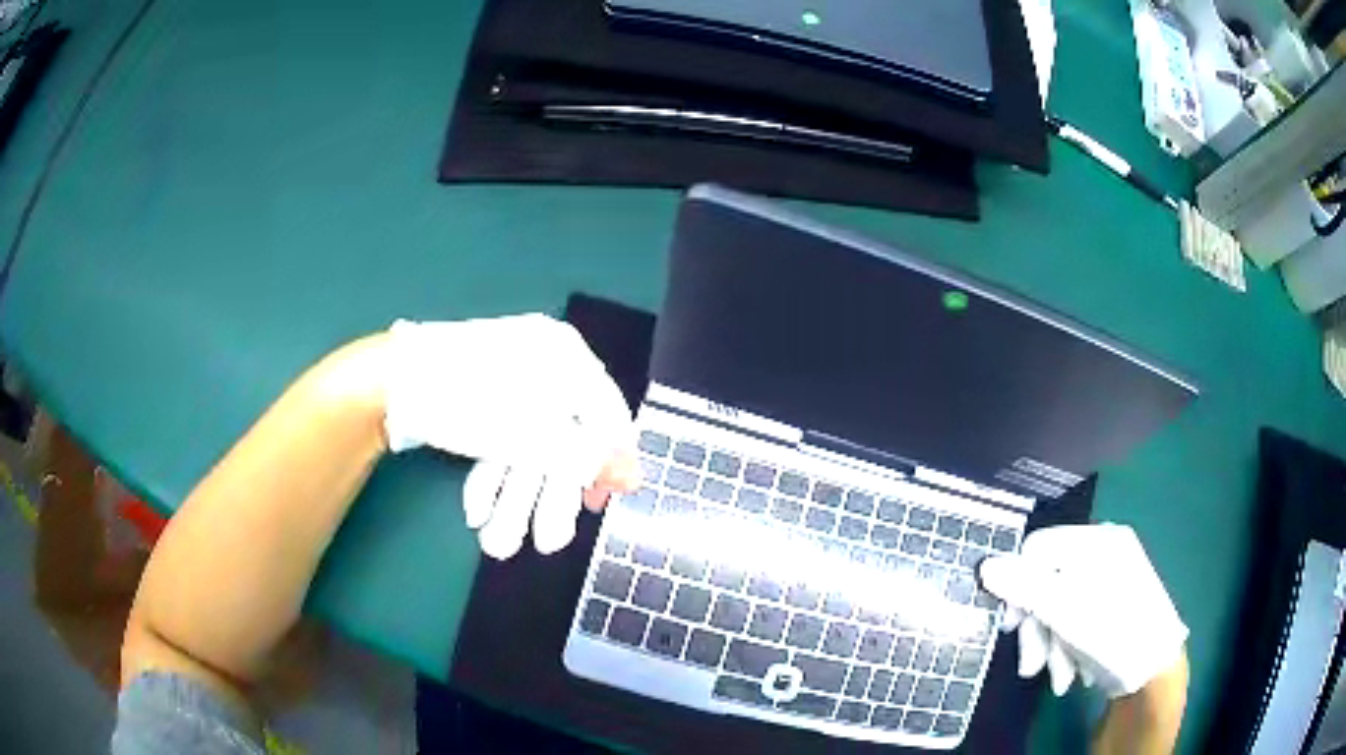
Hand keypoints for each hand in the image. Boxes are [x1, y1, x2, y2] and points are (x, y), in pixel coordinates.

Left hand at [383, 314, 637, 557]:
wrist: (388, 382)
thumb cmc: (471, 401)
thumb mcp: (536, 435)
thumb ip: (588, 457)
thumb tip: (635, 478)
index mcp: (563, 354)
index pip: (606, 412)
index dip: (607, 463)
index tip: (598, 504)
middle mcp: (540, 363)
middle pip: (560, 438)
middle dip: (546, 497)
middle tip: (546, 543)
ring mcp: (504, 380)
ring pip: (524, 446)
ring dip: (515, 500)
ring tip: (498, 544)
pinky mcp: (475, 399)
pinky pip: (496, 438)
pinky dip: (489, 476)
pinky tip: (476, 510)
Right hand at [978, 523, 1187, 697]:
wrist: (1155, 670)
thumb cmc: (1114, 633)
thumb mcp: (1066, 612)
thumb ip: (1025, 587)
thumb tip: (984, 566)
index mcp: (1096, 542)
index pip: (1037, 549)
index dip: (1017, 586)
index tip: (1012, 627)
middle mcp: (1103, 552)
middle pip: (1048, 582)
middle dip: (1038, 630)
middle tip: (1032, 667)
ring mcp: (1110, 578)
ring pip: (1060, 606)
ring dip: (1051, 646)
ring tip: (1058, 678)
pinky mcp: (1111, 603)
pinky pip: (1076, 617)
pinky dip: (1068, 646)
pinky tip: (1072, 671)